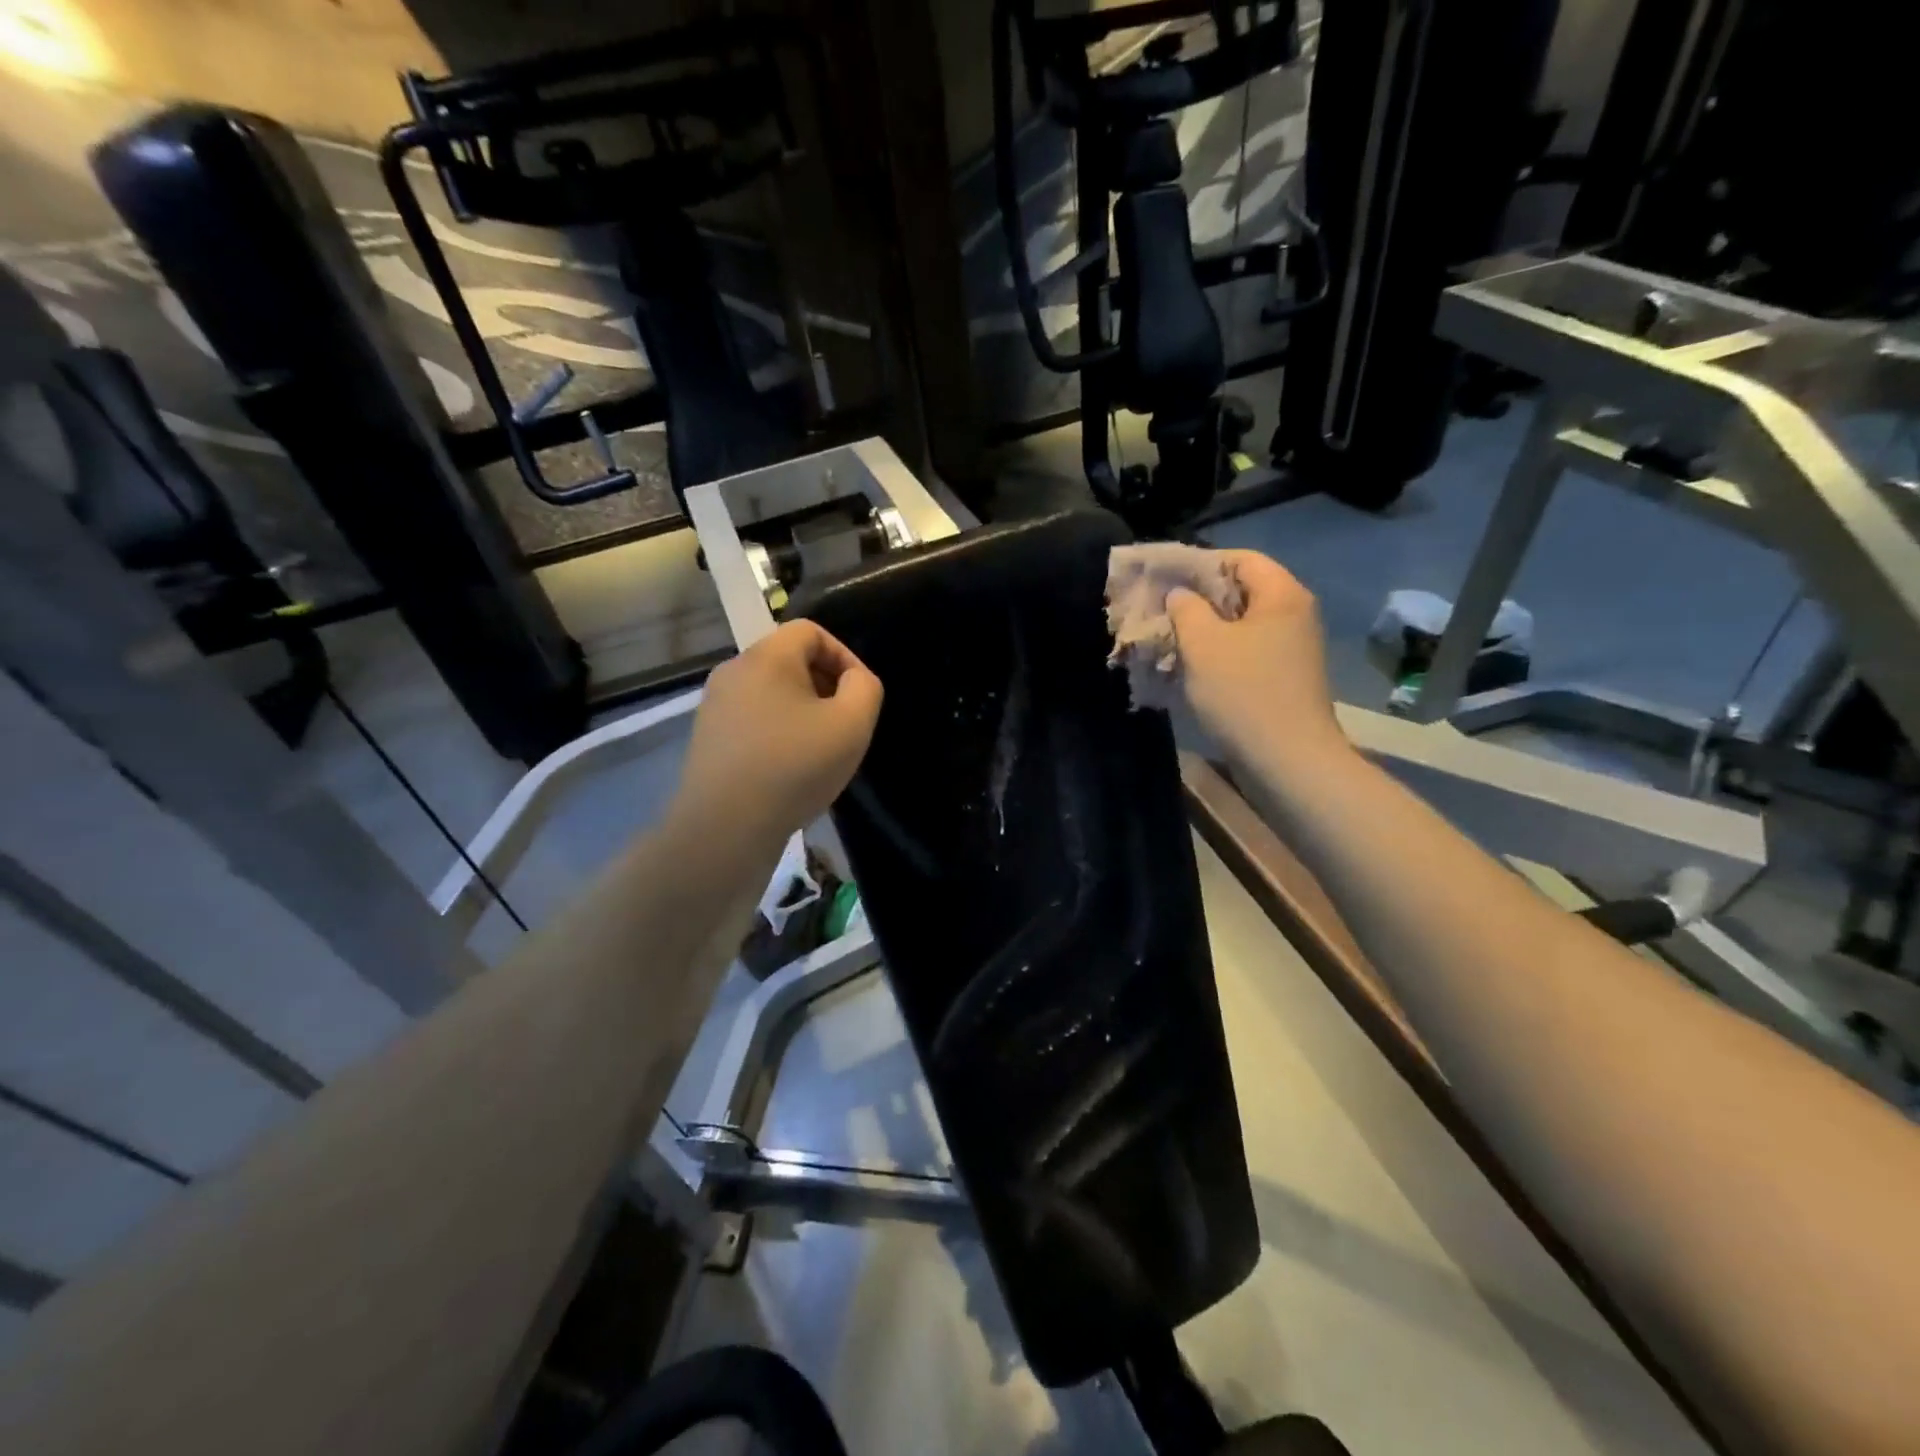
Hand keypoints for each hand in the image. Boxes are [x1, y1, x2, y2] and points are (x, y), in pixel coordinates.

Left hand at [672, 621, 882, 846]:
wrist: (725, 827)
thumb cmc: (794, 767)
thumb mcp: (852, 723)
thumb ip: (865, 688)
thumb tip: (853, 680)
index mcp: (766, 657)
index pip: (810, 631)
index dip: (844, 655)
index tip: (859, 694)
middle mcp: (733, 672)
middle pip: (788, 660)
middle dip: (824, 684)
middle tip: (844, 723)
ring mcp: (714, 706)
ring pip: (770, 692)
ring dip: (801, 711)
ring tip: (820, 748)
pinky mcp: (707, 739)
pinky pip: (752, 720)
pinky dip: (777, 732)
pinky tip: (789, 769)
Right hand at [1168, 550, 1345, 770]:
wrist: (1288, 759)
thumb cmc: (1244, 692)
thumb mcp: (1203, 644)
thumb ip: (1186, 609)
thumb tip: (1180, 593)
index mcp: (1282, 595)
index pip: (1241, 559)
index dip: (1201, 563)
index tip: (1165, 578)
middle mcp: (1294, 614)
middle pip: (1242, 590)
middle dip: (1199, 598)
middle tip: (1161, 609)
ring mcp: (1293, 648)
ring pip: (1241, 624)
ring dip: (1205, 629)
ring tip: (1170, 638)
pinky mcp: (1285, 677)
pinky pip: (1247, 651)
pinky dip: (1219, 652)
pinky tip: (1192, 667)